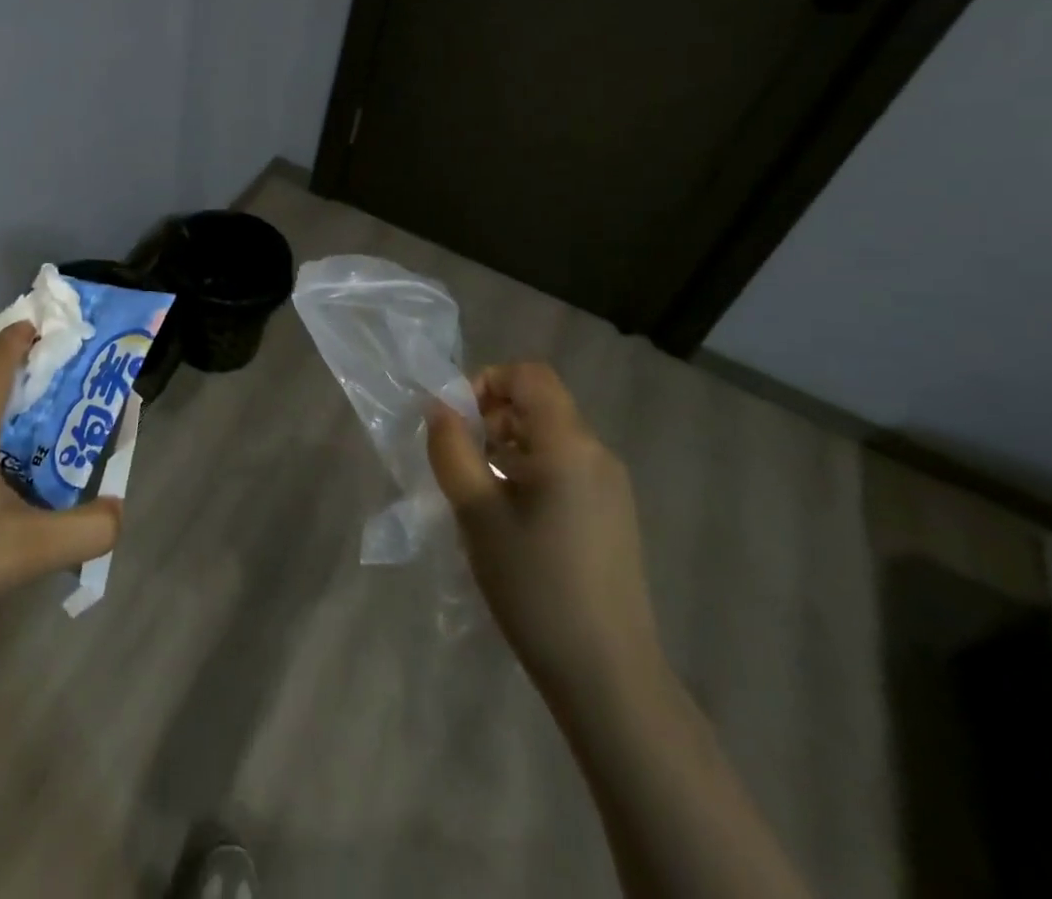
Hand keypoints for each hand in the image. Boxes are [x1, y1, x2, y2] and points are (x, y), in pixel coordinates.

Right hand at [427, 363, 661, 701]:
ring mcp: (610, 486)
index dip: (487, 381)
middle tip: (459, 459)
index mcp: (569, 444)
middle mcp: (597, 453)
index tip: (456, 420)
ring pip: (549, 437)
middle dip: (490, 416)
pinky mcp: (612, 515)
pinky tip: (508, 517)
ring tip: (476, 491)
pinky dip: (528, 471)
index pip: (529, 375)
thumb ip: (452, 450)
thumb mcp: (477, 513)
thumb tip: (439, 407)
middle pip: (538, 404)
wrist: (607, 675)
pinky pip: (564, 468)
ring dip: (506, 445)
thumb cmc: (535, 585)